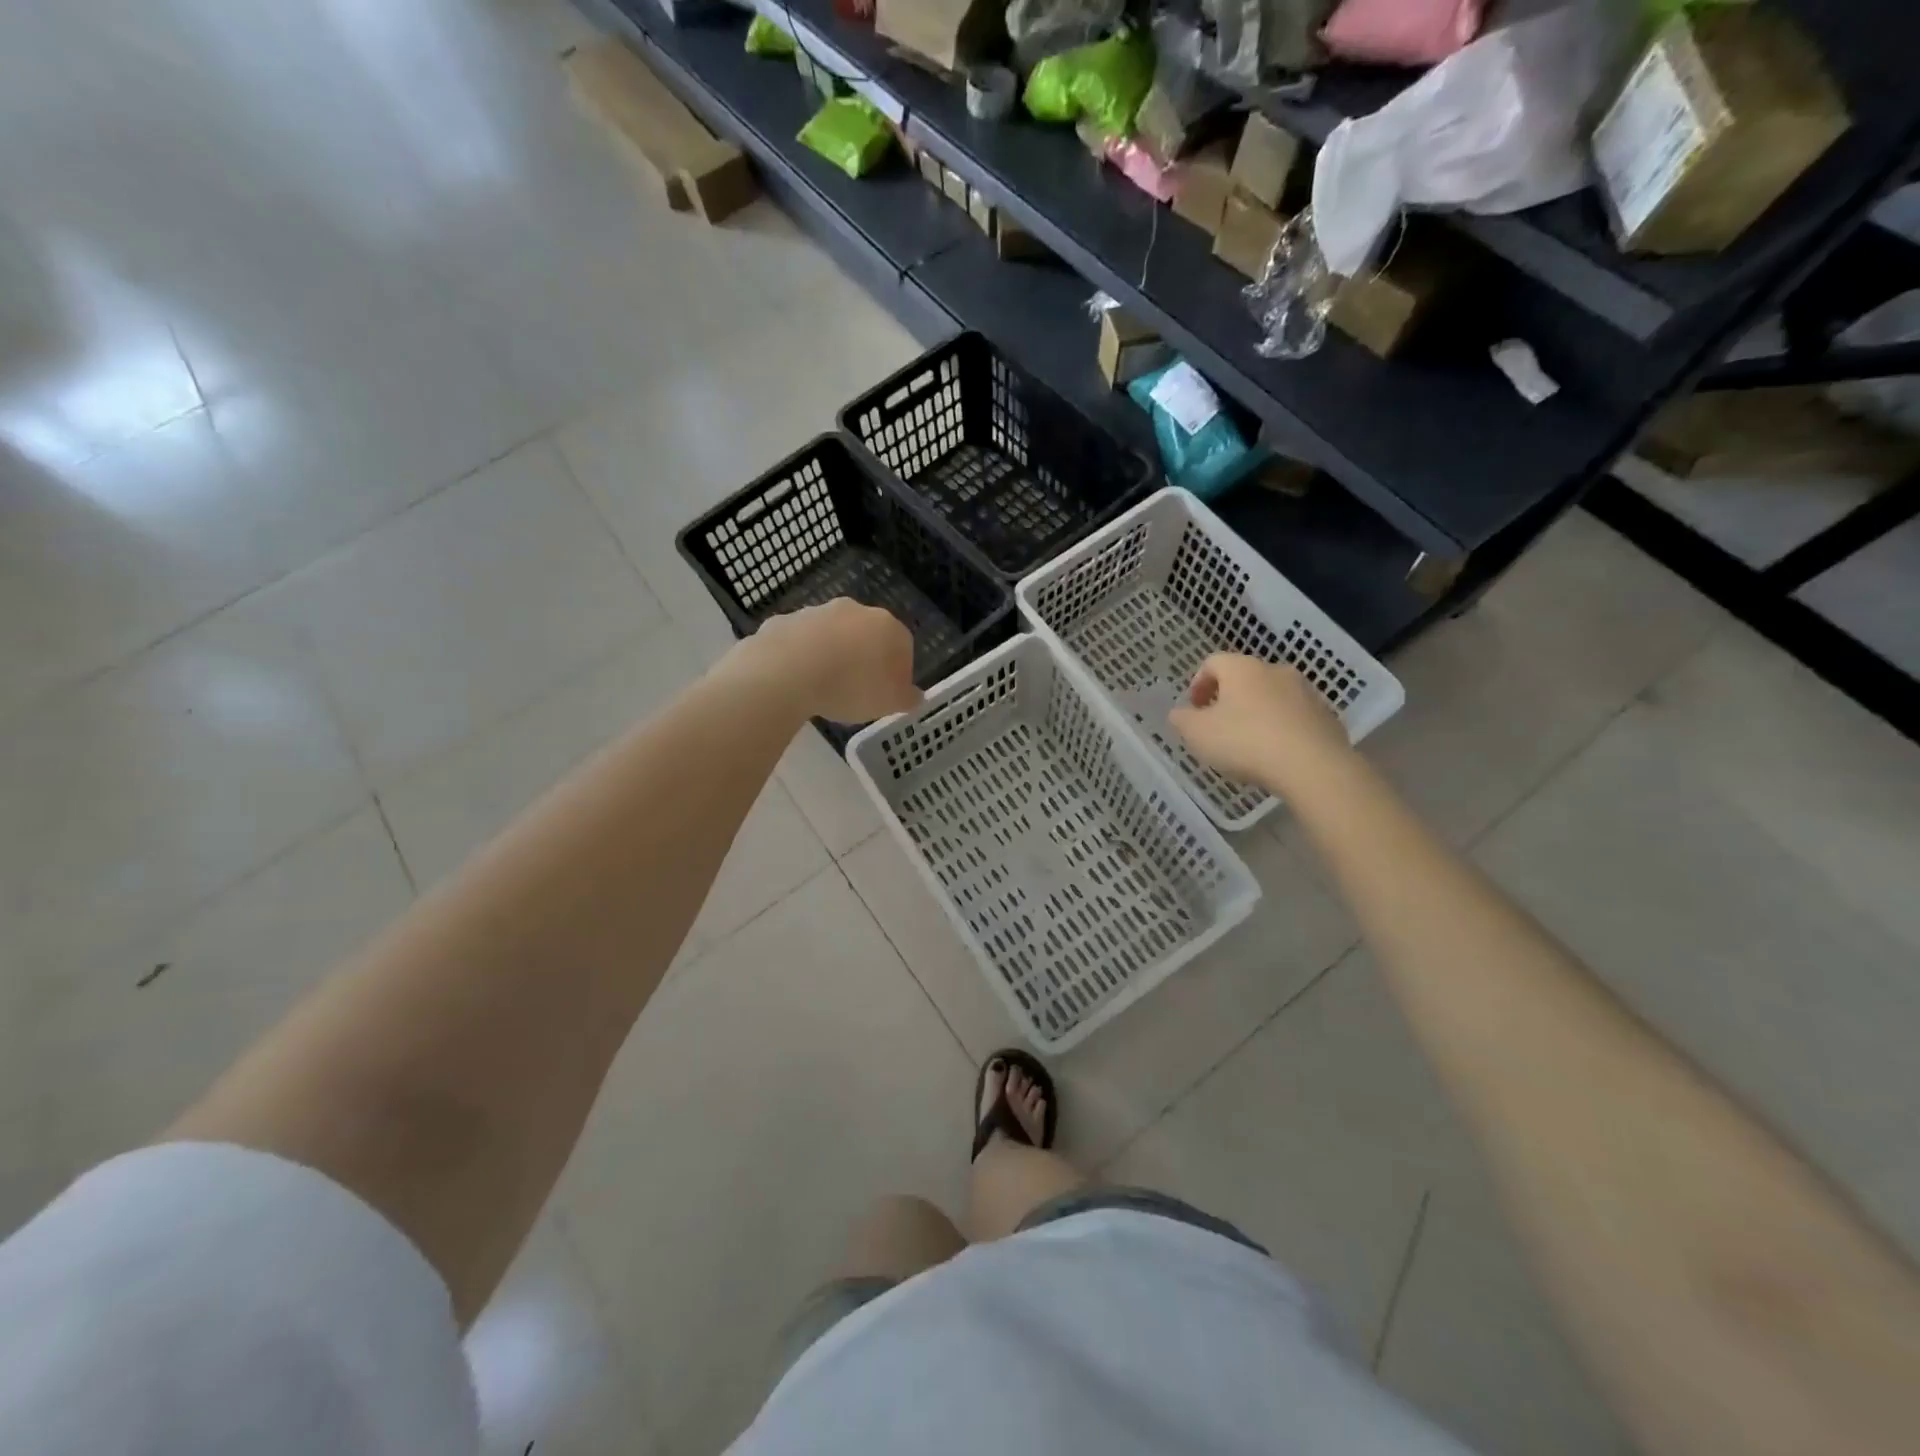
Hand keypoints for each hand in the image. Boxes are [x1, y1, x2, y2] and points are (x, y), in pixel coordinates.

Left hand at [731, 599, 922, 721]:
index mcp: (887, 627)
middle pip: (866, 635)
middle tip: (857, 691)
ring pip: (832, 635)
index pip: (903, 646)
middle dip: (864, 659)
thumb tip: (916, 696)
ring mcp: (817, 612)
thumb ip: (907, 698)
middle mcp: (855, 611)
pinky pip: (800, 641)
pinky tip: (796, 680)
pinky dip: (801, 656)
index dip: (898, 673)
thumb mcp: (889, 703)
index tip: (888, 695)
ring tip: (824, 688)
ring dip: (832, 655)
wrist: (786, 673)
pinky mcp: (785, 621)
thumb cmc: (850, 687)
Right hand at [1168, 653, 1350, 793]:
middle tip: (1217, 726)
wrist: (1312, 766)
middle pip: (1245, 678)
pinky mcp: (1326, 717)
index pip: (1213, 662)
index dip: (1198, 683)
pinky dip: (1281, 729)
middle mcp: (1276, 671)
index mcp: (1242, 669)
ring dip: (1257, 713)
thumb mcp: (1198, 734)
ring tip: (1248, 743)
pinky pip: (1295, 717)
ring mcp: (1306, 692)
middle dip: (1228, 699)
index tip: (1193, 708)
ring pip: (1272, 697)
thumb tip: (1179, 712)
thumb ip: (1182, 720)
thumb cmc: (1245, 742)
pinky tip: (1275, 754)